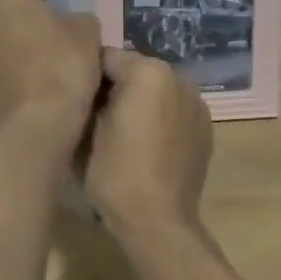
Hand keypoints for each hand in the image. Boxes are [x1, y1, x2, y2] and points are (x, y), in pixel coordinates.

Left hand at [0, 0, 103, 135]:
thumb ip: (74, 20)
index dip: (41, 7)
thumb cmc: (63, 68)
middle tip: (43, 50)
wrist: (36, 126)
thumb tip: (67, 25)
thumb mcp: (88, 33)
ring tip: (30, 78)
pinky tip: (19, 97)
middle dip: (15, 28)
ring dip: (2, 54)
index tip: (57, 28)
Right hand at [85, 49, 212, 242]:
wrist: (158, 222)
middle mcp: (179, 78)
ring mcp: (197, 103)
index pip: (107, 57)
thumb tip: (86, 87)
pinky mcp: (205, 128)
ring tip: (121, 131)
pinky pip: (174, 111)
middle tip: (94, 114)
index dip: (87, 75)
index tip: (75, 96)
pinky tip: (146, 145)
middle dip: (116, 87)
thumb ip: (87, 96)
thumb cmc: (116, 173)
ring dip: (140, 102)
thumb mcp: (86, 130)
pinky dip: (159, 118)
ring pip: (157, 90)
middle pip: (136, 71)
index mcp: (148, 72)